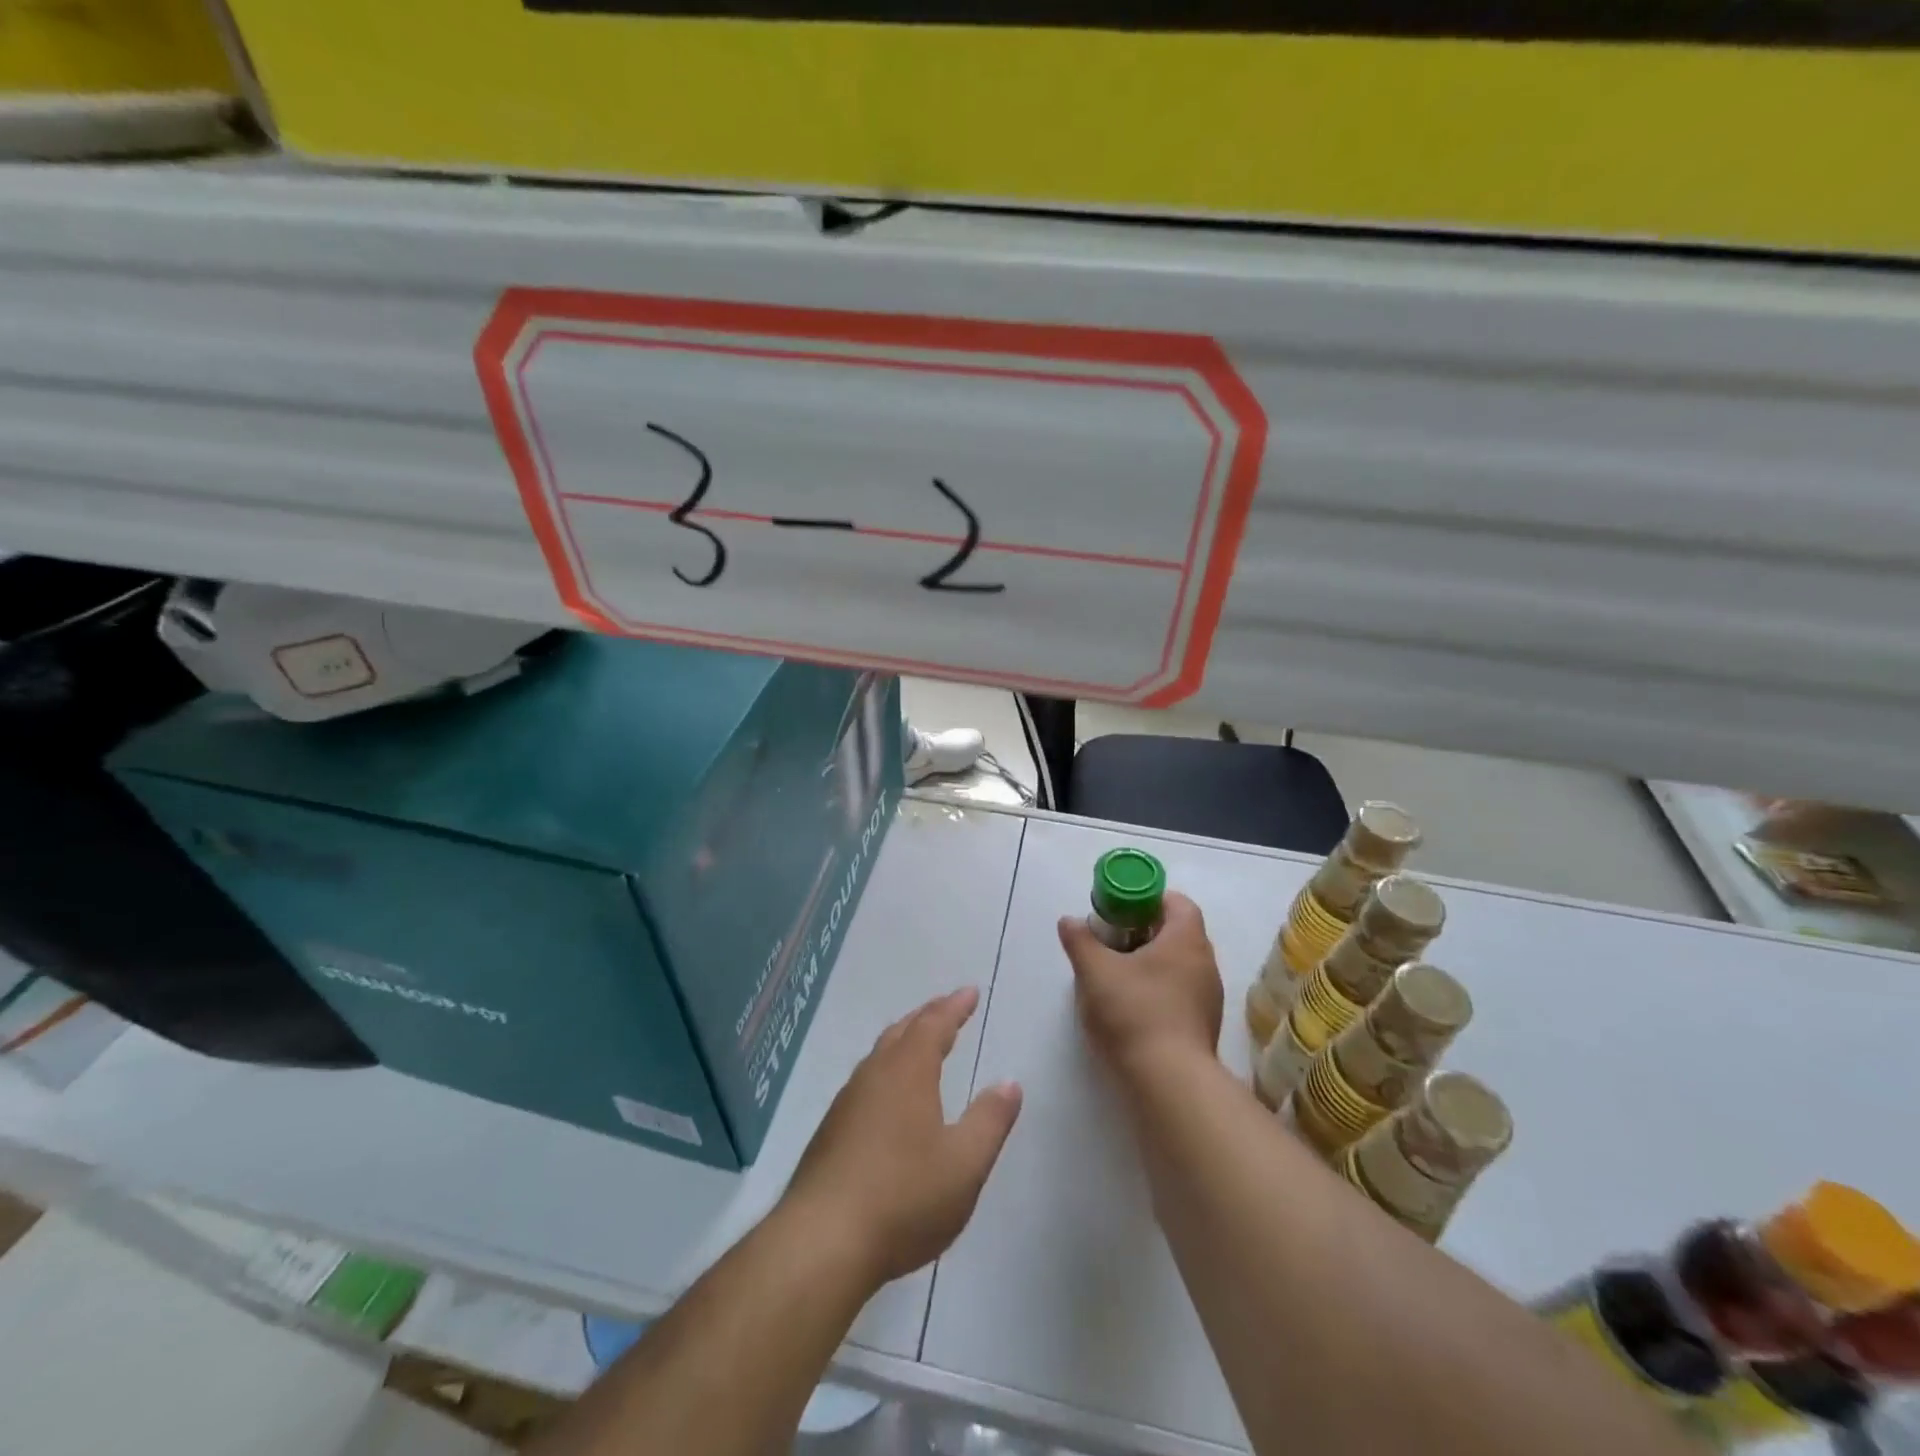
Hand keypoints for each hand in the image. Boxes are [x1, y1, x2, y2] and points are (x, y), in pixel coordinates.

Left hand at [781, 988, 1022, 1289]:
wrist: (821, 1242)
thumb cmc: (903, 1197)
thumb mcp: (964, 1164)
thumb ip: (990, 1121)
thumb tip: (1009, 1083)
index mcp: (908, 1072)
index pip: (934, 1024)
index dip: (954, 1006)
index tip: (970, 992)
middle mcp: (874, 1075)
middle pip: (903, 1032)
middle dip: (928, 1017)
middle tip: (948, 1009)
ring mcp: (847, 1103)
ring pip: (880, 1056)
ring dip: (904, 1042)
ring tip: (920, 1045)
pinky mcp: (830, 1132)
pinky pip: (866, 1082)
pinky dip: (887, 1071)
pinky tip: (889, 1098)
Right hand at [1058, 892, 1222, 1079]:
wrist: (1169, 1082)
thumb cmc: (1134, 1012)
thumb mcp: (1095, 971)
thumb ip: (1080, 940)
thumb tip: (1069, 920)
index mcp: (1186, 940)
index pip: (1177, 902)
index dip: (1149, 898)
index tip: (1121, 908)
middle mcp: (1205, 963)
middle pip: (1178, 933)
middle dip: (1144, 931)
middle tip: (1111, 938)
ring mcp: (1208, 997)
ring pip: (1179, 965)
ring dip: (1151, 962)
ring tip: (1117, 973)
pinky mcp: (1203, 1026)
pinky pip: (1181, 992)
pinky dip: (1158, 989)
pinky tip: (1131, 1006)